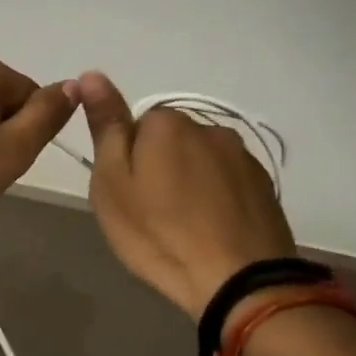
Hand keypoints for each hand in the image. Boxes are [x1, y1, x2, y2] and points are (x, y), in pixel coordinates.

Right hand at [79, 71, 295, 316]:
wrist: (238, 281)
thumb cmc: (159, 233)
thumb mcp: (112, 183)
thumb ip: (106, 127)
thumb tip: (91, 74)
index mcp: (167, 124)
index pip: (134, 128)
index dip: (126, 163)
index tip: (127, 197)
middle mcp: (208, 128)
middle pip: (169, 142)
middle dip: (159, 168)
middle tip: (150, 215)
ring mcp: (242, 156)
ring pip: (199, 161)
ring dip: (189, 183)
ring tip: (183, 228)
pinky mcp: (264, 186)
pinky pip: (226, 183)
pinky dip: (215, 199)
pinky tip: (210, 231)